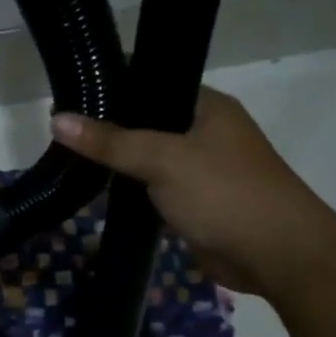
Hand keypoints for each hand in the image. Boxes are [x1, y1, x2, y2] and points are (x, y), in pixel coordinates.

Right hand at [52, 88, 335, 298]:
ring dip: (118, 163)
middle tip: (61, 129)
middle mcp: (205, 132)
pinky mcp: (195, 203)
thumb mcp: (163, 160)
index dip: (114, 85)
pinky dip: (131, 191)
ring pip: (148, 158)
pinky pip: (154, 189)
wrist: (278, 255)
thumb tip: (56, 119)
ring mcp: (201, 169)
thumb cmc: (225, 193)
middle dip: (109, 128)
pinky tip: (97, 192)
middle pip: (147, 122)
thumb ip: (111, 141)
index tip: (71, 92)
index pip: (153, 81)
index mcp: (207, 106)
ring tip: (69, 158)